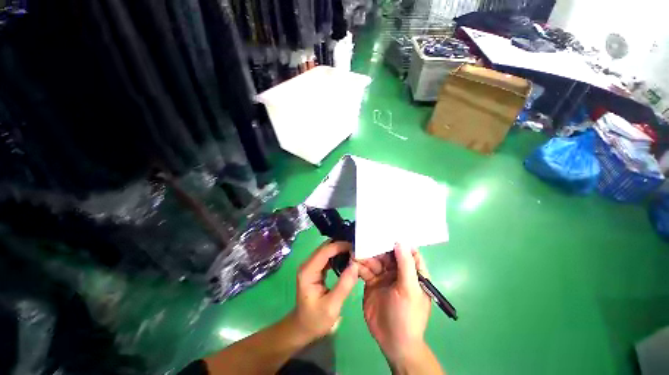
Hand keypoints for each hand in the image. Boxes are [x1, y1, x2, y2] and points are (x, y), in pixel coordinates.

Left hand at [291, 241, 357, 340]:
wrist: (303, 328)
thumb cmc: (316, 319)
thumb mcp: (332, 306)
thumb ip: (344, 285)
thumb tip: (356, 265)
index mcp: (308, 271)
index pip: (324, 251)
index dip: (340, 246)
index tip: (355, 248)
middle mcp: (307, 264)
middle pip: (325, 247)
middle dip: (341, 245)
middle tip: (357, 249)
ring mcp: (311, 265)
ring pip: (326, 250)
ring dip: (340, 249)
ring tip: (354, 253)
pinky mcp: (315, 268)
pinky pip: (327, 256)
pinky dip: (338, 255)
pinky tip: (347, 259)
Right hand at [358, 244, 430, 364]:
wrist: (392, 342)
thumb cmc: (407, 315)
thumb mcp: (409, 289)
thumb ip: (406, 265)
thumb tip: (400, 241)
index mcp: (413, 272)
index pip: (408, 251)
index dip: (399, 240)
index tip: (387, 230)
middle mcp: (398, 271)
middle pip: (387, 253)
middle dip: (377, 246)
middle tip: (365, 238)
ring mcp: (384, 276)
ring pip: (375, 260)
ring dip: (366, 255)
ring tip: (355, 249)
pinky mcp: (371, 282)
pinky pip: (365, 269)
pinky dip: (359, 265)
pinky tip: (353, 261)